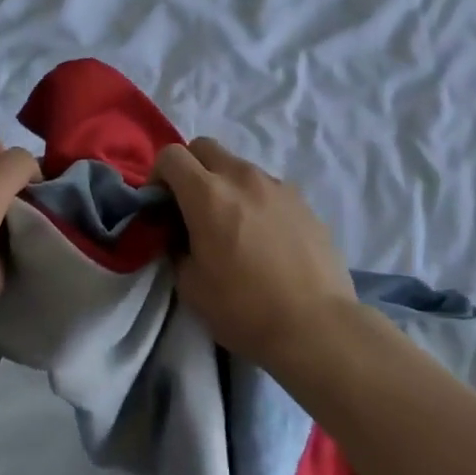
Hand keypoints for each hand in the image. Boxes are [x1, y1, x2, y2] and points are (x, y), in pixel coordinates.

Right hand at [152, 138, 354, 374]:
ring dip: (224, 184)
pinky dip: (254, 199)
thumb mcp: (191, 286)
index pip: (171, 155)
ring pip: (238, 166)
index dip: (158, 175)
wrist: (317, 327)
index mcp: (208, 194)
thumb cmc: (245, 309)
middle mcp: (242, 177)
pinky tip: (264, 237)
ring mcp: (276, 184)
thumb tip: (181, 234)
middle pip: (204, 147)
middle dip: (190, 169)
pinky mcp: (302, 199)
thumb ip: (177, 247)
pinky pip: (266, 186)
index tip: (160, 205)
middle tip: (190, 206)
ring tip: (232, 225)